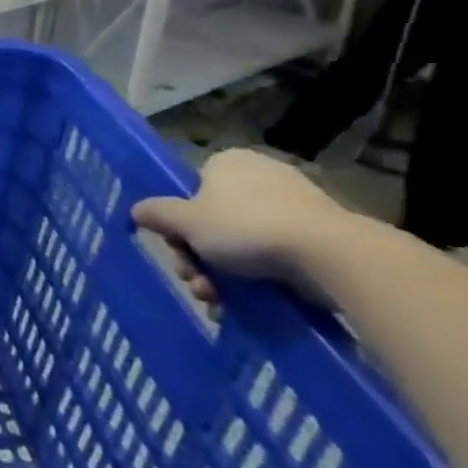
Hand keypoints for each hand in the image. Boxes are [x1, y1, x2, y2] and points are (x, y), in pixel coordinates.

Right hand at [132, 149, 346, 299]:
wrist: (331, 255)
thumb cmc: (245, 227)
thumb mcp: (185, 222)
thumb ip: (156, 213)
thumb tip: (136, 210)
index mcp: (227, 162)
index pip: (190, 191)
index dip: (178, 225)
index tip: (178, 251)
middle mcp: (260, 175)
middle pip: (213, 221)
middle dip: (198, 258)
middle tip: (197, 283)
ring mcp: (294, 204)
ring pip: (241, 242)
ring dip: (221, 275)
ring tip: (218, 302)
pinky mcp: (320, 234)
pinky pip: (275, 254)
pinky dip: (257, 278)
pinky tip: (245, 304)